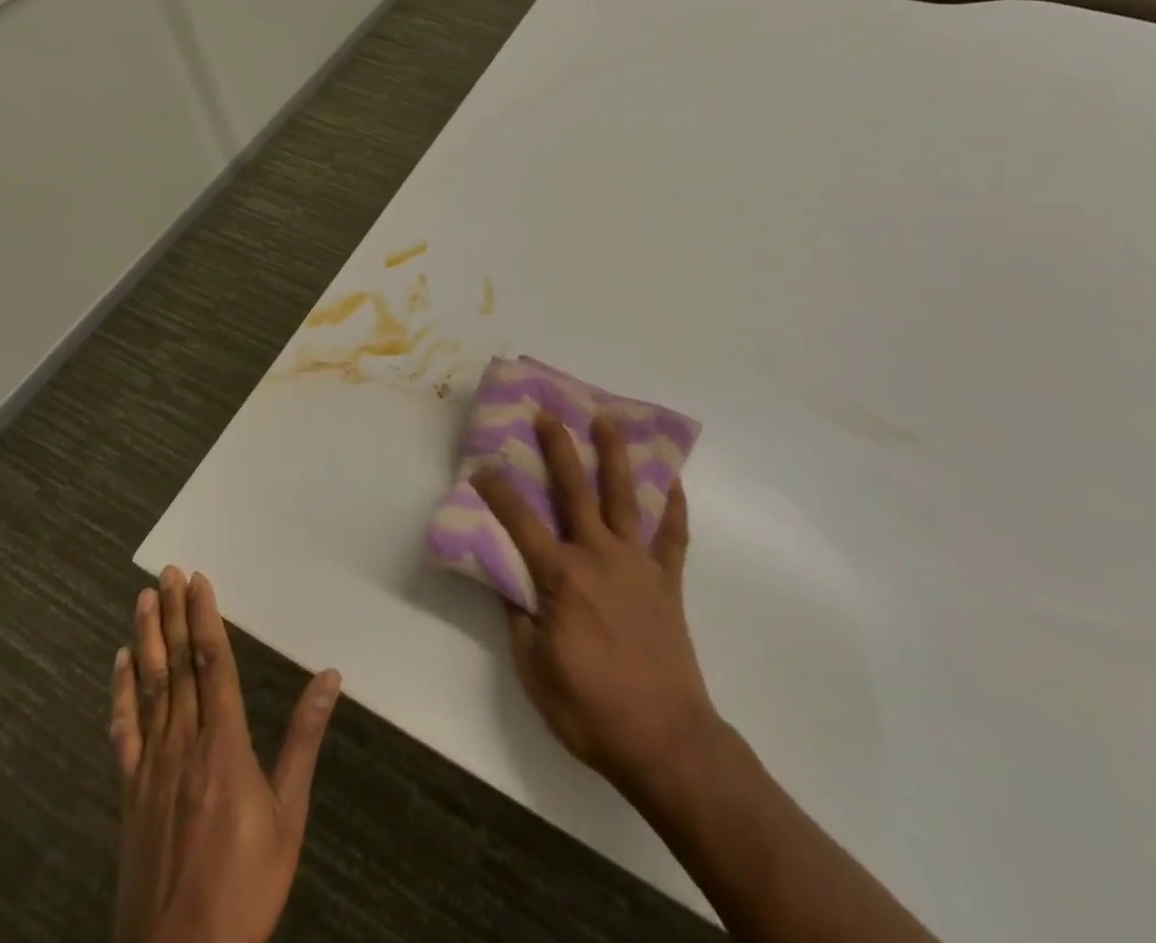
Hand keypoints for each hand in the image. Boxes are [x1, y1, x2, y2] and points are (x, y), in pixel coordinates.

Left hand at [110, 567, 340, 942]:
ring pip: (148, 689)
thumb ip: (303, 741)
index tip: (198, 580)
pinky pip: (124, 733)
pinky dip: (121, 694)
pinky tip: (119, 666)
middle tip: (167, 572)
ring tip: (143, 600)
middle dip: (174, 615)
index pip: (213, 664)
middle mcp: (183, 744)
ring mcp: (150, 769)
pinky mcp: (129, 796)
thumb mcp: (288, 816)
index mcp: (223, 745)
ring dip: (145, 640)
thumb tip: (331, 676)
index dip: (205, 618)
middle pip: (177, 666)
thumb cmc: (245, 886)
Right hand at [470, 413, 719, 801]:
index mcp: (562, 577)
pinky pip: (673, 535)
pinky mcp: (667, 581)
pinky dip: (673, 506)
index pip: (520, 522)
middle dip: (559, 449)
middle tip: (548, 414)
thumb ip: (519, 617)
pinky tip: (672, 480)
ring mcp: (638, 564)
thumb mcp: (535, 670)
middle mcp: (599, 556)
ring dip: (615, 455)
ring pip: (625, 497)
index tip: (482, 466)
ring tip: (608, 419)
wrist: (665, 740)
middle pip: (576, 491)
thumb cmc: (591, 710)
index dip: (498, 492)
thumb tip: (508, 580)